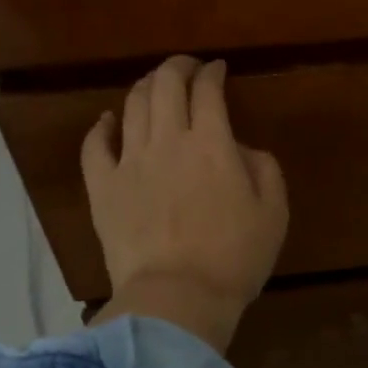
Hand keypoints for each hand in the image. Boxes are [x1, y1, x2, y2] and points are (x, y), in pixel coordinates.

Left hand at [81, 57, 288, 353]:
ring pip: (132, 106)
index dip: (212, 72)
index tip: (218, 69)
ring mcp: (129, 163)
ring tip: (155, 86)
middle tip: (187, 67)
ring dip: (146, 87)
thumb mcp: (274, 211)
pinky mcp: (102, 188)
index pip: (208, 90)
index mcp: (212, 144)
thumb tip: (240, 148)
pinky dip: (101, 127)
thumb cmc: (234, 258)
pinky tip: (108, 121)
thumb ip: (264, 168)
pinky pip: (94, 146)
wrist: (176, 300)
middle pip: (165, 86)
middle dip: (177, 67)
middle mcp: (168, 141)